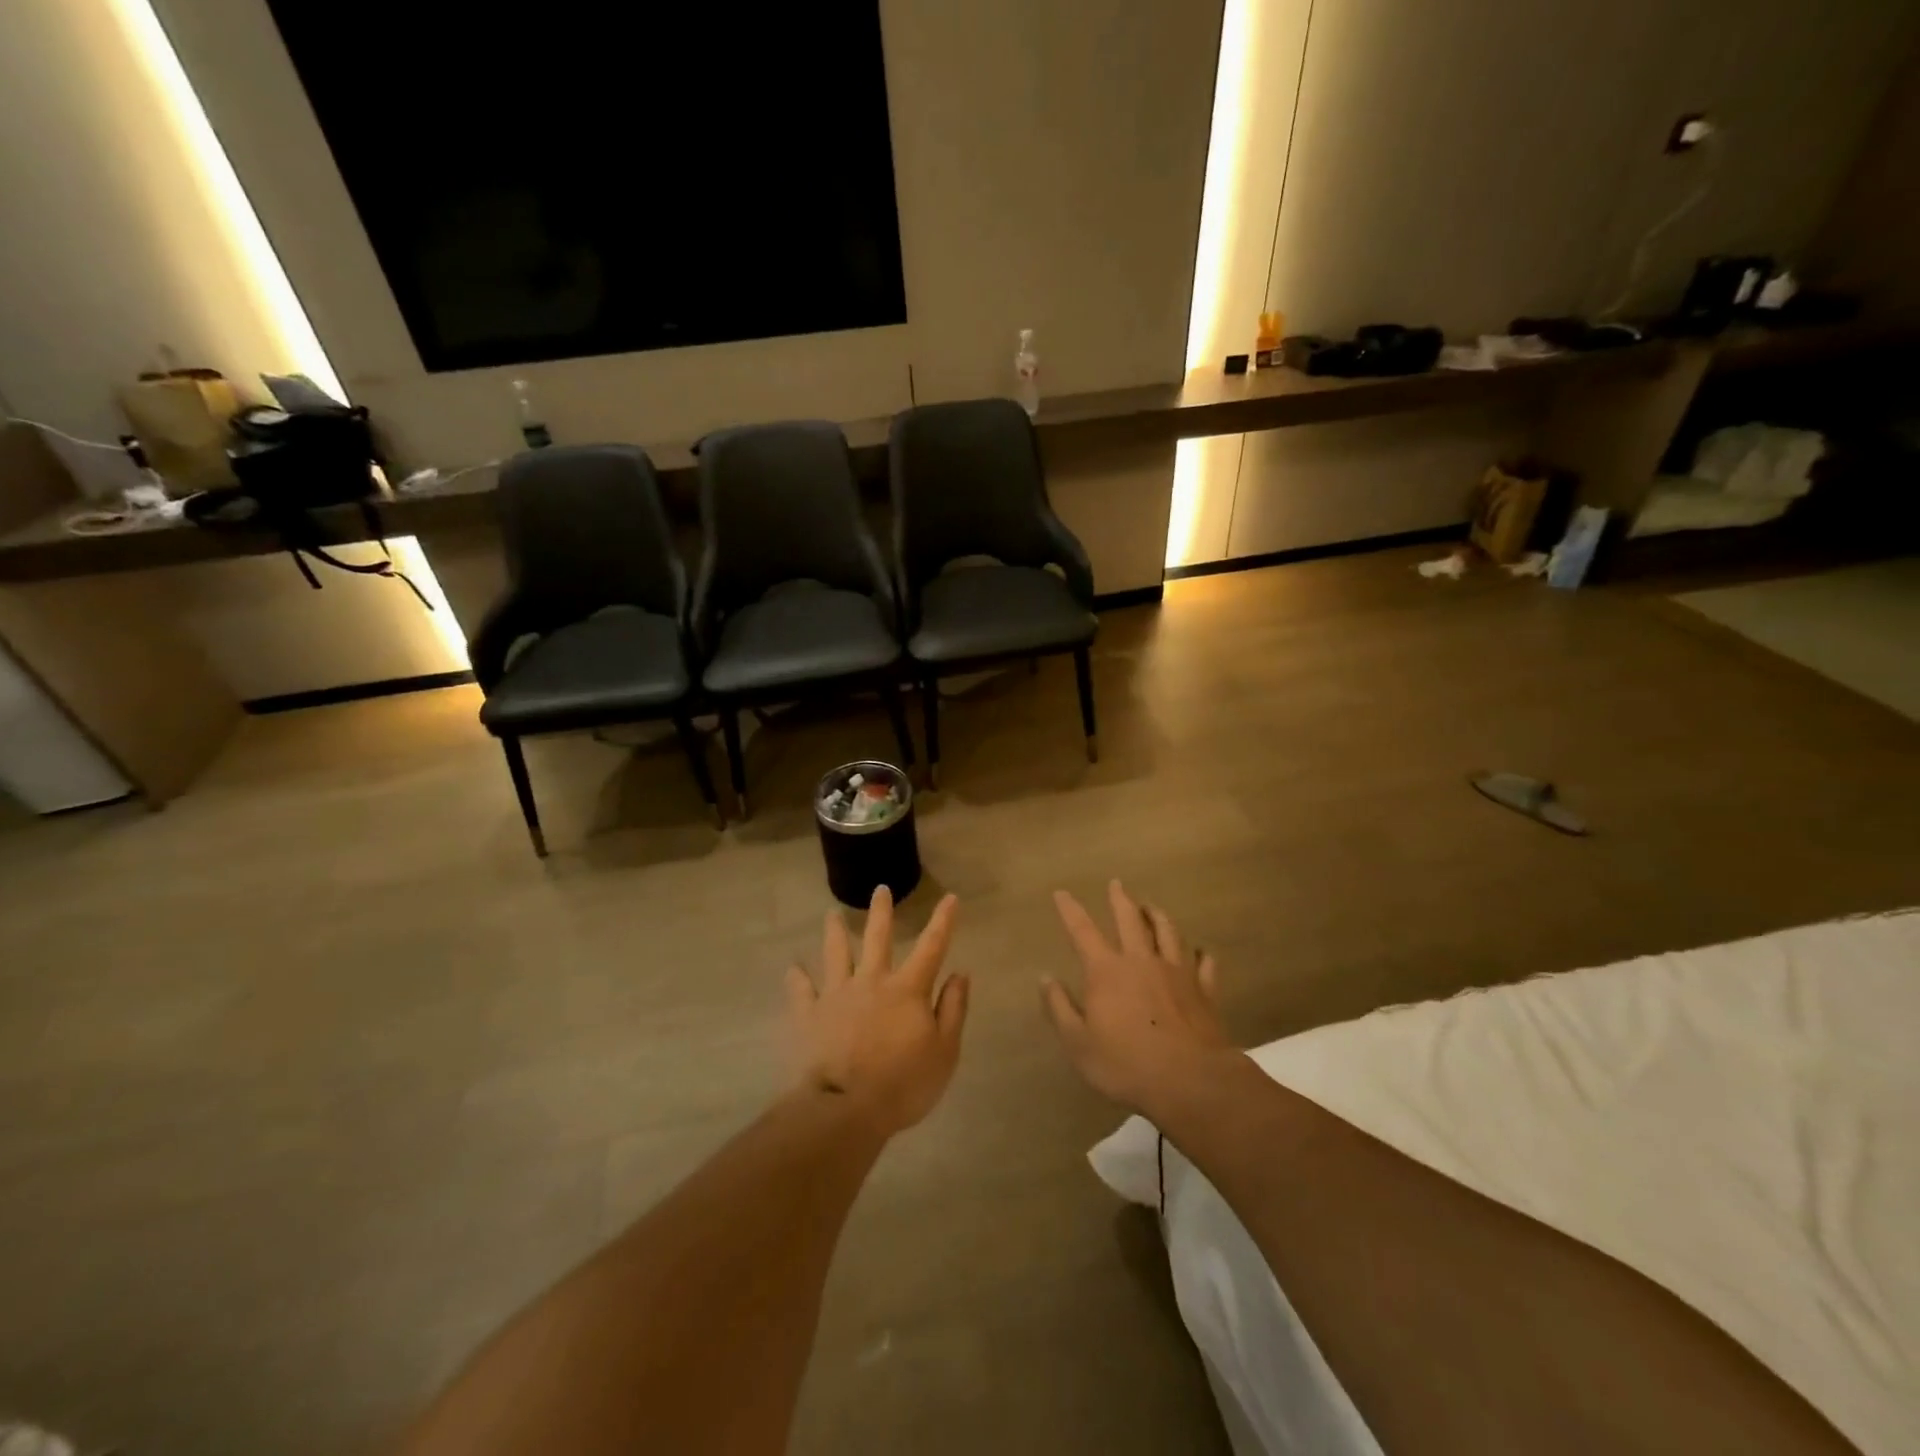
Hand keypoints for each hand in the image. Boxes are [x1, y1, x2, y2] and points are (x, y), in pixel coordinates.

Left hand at [787, 887, 967, 1134]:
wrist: (844, 1109)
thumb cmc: (903, 1084)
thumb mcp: (944, 1052)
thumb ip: (952, 1010)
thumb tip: (960, 974)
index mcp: (907, 989)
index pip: (931, 947)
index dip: (943, 921)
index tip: (950, 897)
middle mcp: (871, 981)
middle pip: (876, 938)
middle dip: (881, 912)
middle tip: (880, 889)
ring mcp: (836, 995)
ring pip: (835, 954)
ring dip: (834, 931)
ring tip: (831, 913)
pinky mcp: (809, 1015)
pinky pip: (801, 990)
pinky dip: (796, 977)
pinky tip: (792, 968)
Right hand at [1042, 880, 1232, 1114]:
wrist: (1190, 1081)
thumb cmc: (1125, 1064)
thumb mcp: (1078, 1043)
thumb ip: (1059, 1007)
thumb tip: (1045, 977)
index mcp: (1107, 970)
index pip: (1082, 931)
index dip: (1070, 910)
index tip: (1062, 893)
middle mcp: (1141, 960)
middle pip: (1130, 919)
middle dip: (1120, 899)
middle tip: (1116, 883)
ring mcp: (1177, 972)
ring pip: (1168, 932)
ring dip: (1158, 916)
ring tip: (1152, 907)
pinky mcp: (1204, 990)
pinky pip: (1204, 963)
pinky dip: (1201, 954)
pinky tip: (1201, 951)